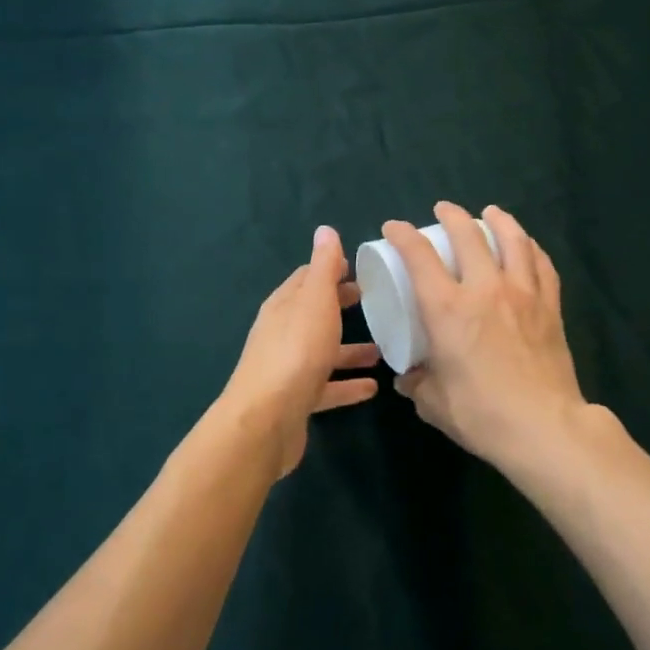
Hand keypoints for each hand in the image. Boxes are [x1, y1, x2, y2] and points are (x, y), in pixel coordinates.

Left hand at [220, 226, 380, 476]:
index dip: (330, 270)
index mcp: (284, 306)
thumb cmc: (296, 351)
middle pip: (314, 314)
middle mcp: (282, 333)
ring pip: (323, 352)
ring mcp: (288, 368)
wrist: (267, 419)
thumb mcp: (315, 301)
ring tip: (382, 350)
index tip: (358, 268)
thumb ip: (323, 267)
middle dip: (340, 306)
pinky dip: (347, 385)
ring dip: (349, 349)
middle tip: (373, 301)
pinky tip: (372, 388)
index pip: (306, 279)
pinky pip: (327, 387)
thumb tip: (325, 230)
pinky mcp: (297, 401)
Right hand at [385, 202, 587, 471]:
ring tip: (490, 212)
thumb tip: (408, 377)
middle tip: (443, 210)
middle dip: (451, 216)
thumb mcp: (433, 403)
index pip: (419, 256)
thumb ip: (417, 384)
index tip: (394, 228)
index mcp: (447, 309)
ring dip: (498, 220)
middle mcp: (484, 289)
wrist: (544, 428)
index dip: (403, 235)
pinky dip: (531, 248)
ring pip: (512, 240)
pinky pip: (542, 264)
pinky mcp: (550, 307)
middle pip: (468, 235)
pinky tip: (527, 245)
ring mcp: (522, 294)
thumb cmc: (481, 415)